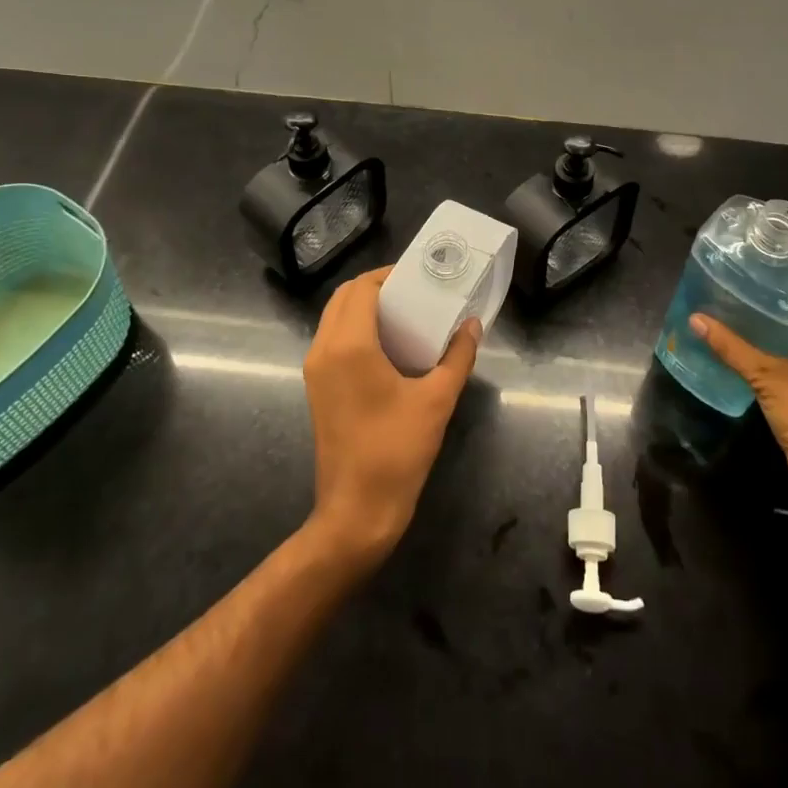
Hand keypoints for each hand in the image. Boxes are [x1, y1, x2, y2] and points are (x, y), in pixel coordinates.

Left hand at [302, 266, 479, 568]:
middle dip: (376, 287)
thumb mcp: (436, 400)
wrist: (356, 512)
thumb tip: (472, 325)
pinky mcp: (316, 388)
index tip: (419, 276)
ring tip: (404, 314)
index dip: (388, 275)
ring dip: (363, 307)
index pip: (362, 288)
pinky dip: (355, 328)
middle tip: (414, 292)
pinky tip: (388, 345)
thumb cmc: (396, 451)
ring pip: (334, 317)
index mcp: (350, 345)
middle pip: (344, 297)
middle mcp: (324, 349)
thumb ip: (457, 356)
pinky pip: (332, 339)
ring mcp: (315, 370)